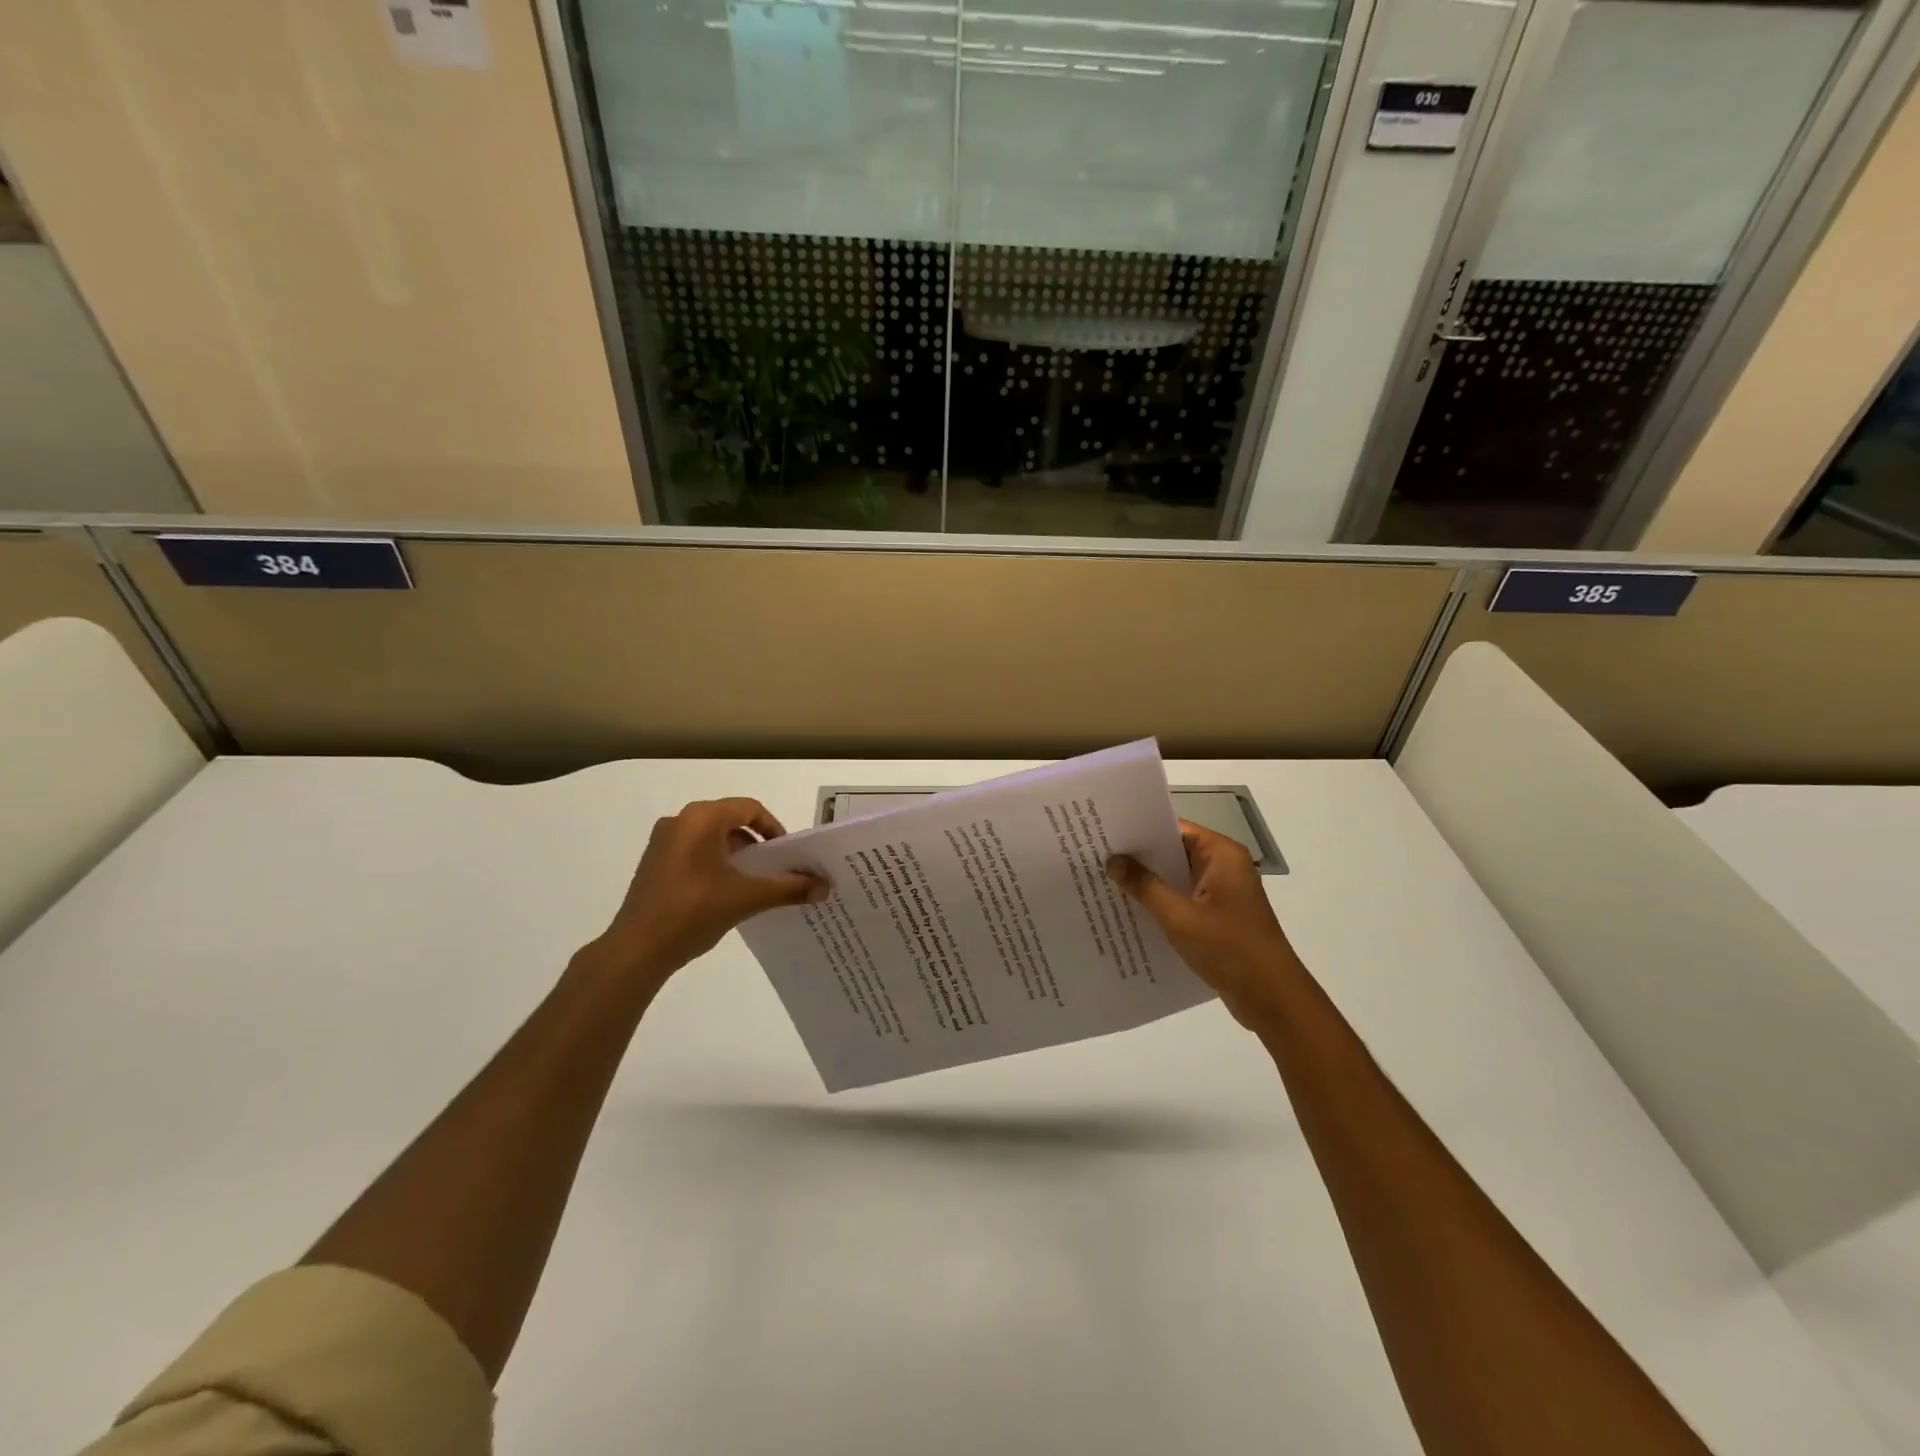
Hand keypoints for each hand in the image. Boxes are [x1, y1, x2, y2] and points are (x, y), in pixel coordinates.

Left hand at [585, 798, 827, 986]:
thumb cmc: (694, 911)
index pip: (749, 809)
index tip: (787, 855)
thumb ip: (789, 888)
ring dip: (736, 855)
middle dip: (756, 843)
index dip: (774, 828)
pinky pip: (694, 852)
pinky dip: (715, 864)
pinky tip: (724, 894)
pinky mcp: (654, 864)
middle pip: (730, 821)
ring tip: (753, 883)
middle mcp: (680, 821)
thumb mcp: (748, 898)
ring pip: (711, 837)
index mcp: (702, 818)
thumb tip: (825, 887)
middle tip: (775, 868)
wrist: (637, 950)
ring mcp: (663, 842)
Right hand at [1108, 821, 1302, 1029]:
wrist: (1273, 999)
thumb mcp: (1180, 916)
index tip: (1104, 832)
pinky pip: (1182, 900)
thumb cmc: (1230, 949)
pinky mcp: (1218, 917)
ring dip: (1147, 882)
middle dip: (1138, 857)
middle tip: (1095, 855)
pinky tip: (1128, 911)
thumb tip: (1113, 860)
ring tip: (1103, 880)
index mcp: (1221, 855)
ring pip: (1176, 878)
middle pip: (1173, 851)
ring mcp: (1221, 893)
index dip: (1140, 829)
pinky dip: (1160, 903)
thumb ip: (1145, 886)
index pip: (1174, 828)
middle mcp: (1223, 867)